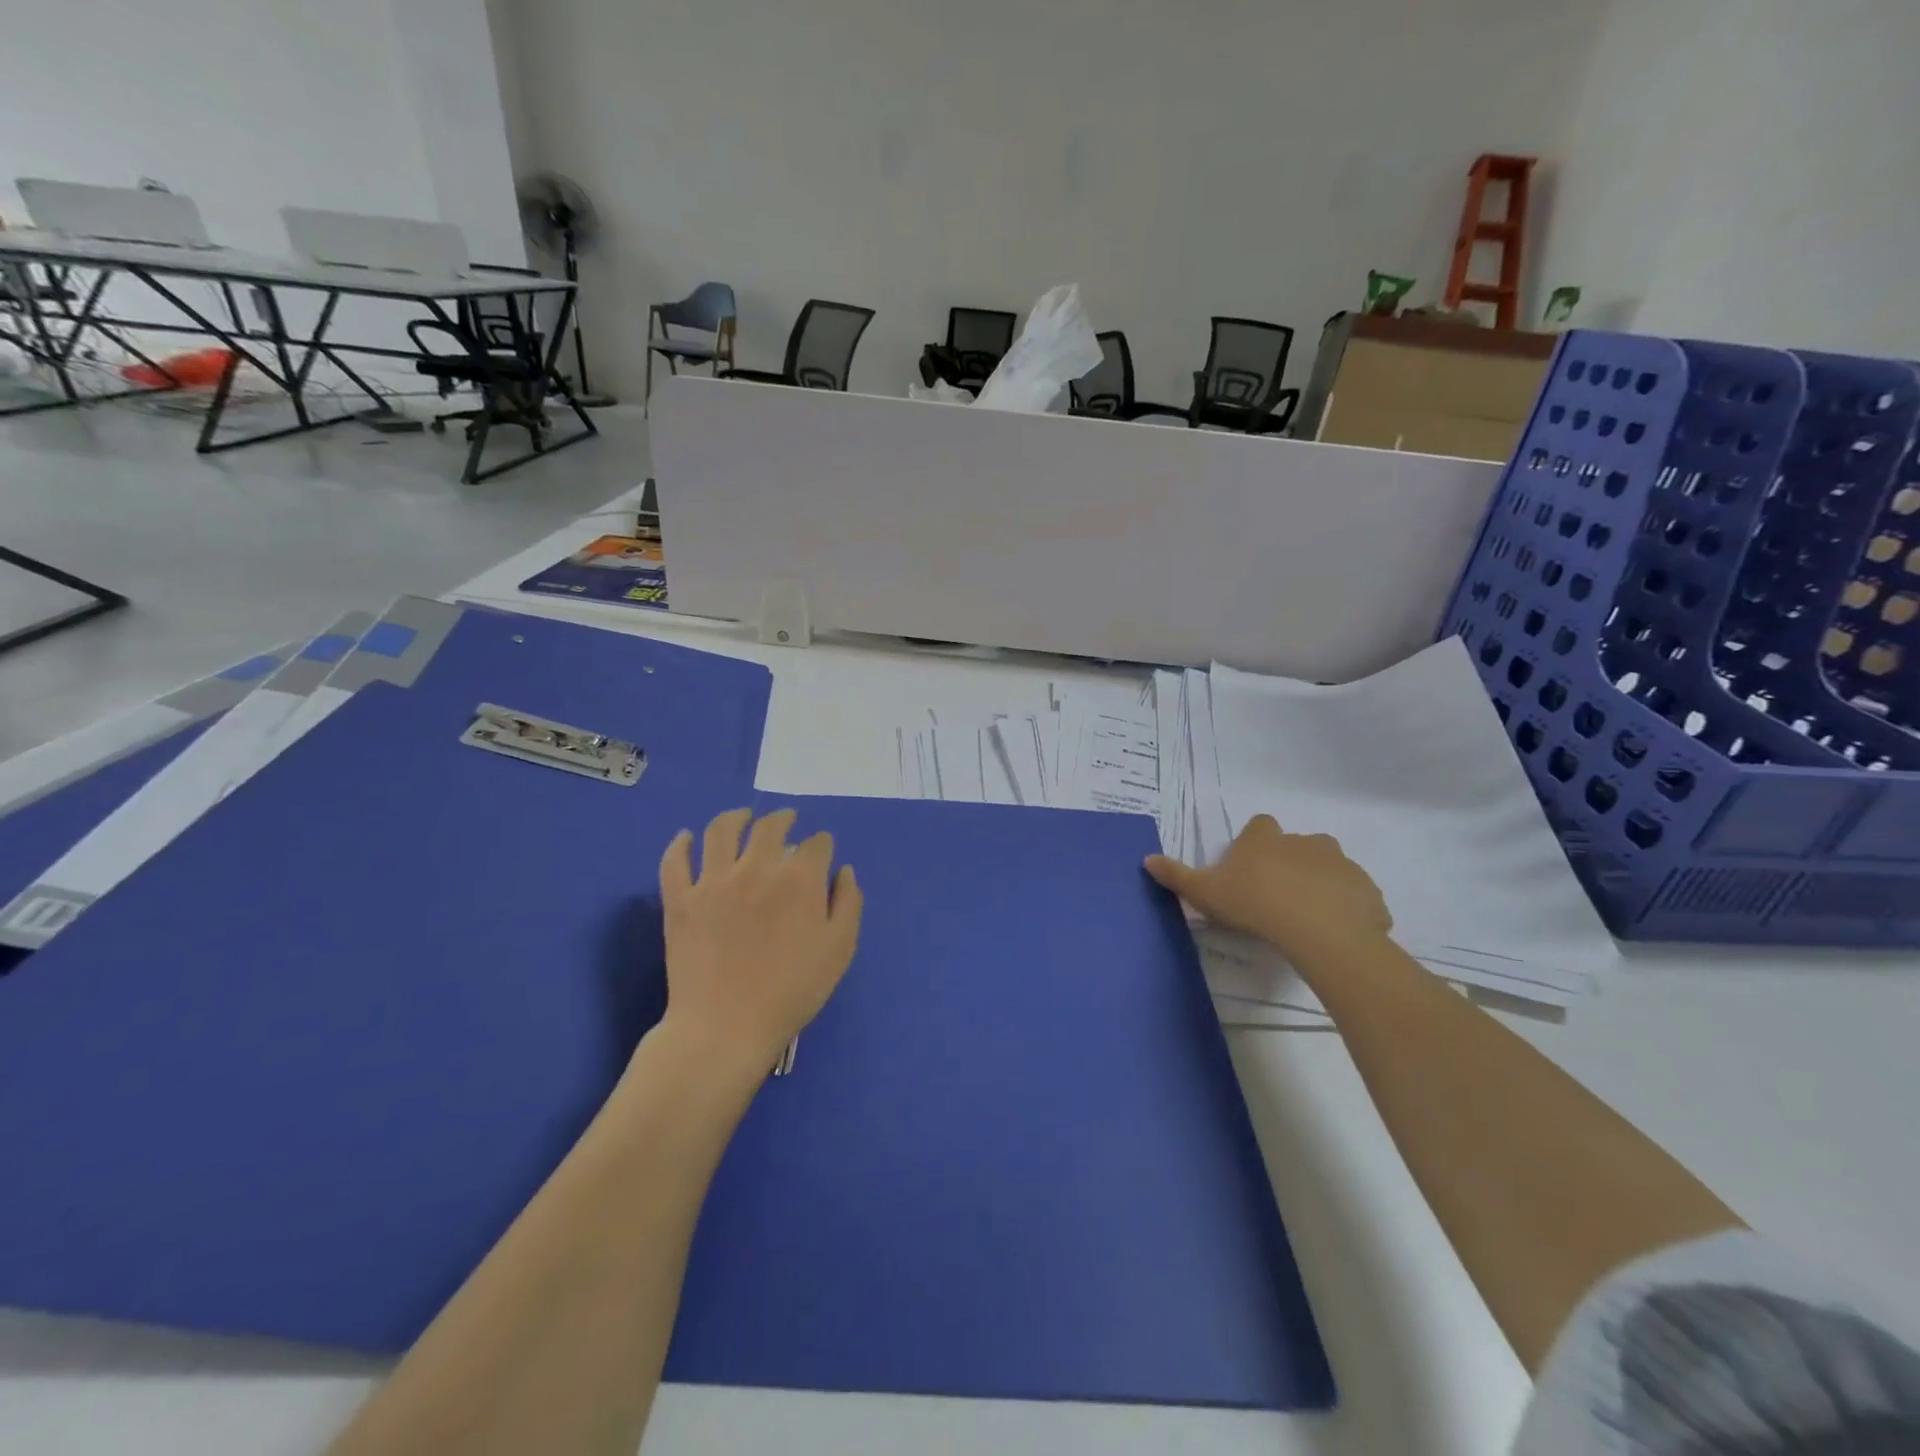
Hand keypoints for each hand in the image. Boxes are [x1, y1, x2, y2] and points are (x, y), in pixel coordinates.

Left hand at [657, 807, 862, 1082]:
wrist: (726, 1027)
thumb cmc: (792, 991)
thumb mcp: (839, 950)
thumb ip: (848, 903)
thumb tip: (842, 870)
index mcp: (799, 879)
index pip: (816, 844)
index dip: (822, 844)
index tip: (822, 850)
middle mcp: (756, 867)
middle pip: (770, 826)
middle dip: (783, 818)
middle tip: (787, 820)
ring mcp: (713, 881)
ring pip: (721, 830)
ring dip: (735, 817)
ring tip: (742, 817)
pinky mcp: (680, 899)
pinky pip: (675, 861)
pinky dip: (680, 845)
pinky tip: (686, 838)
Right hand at [1145, 814, 1389, 961]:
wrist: (1319, 933)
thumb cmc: (1254, 904)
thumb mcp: (1204, 892)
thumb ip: (1176, 876)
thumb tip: (1147, 859)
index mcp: (1266, 839)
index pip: (1260, 826)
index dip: (1254, 844)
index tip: (1248, 868)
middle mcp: (1306, 842)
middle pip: (1297, 846)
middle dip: (1289, 865)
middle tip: (1275, 898)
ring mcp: (1342, 865)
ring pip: (1329, 870)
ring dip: (1320, 886)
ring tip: (1306, 919)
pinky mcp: (1367, 892)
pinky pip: (1355, 898)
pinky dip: (1346, 910)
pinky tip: (1333, 935)